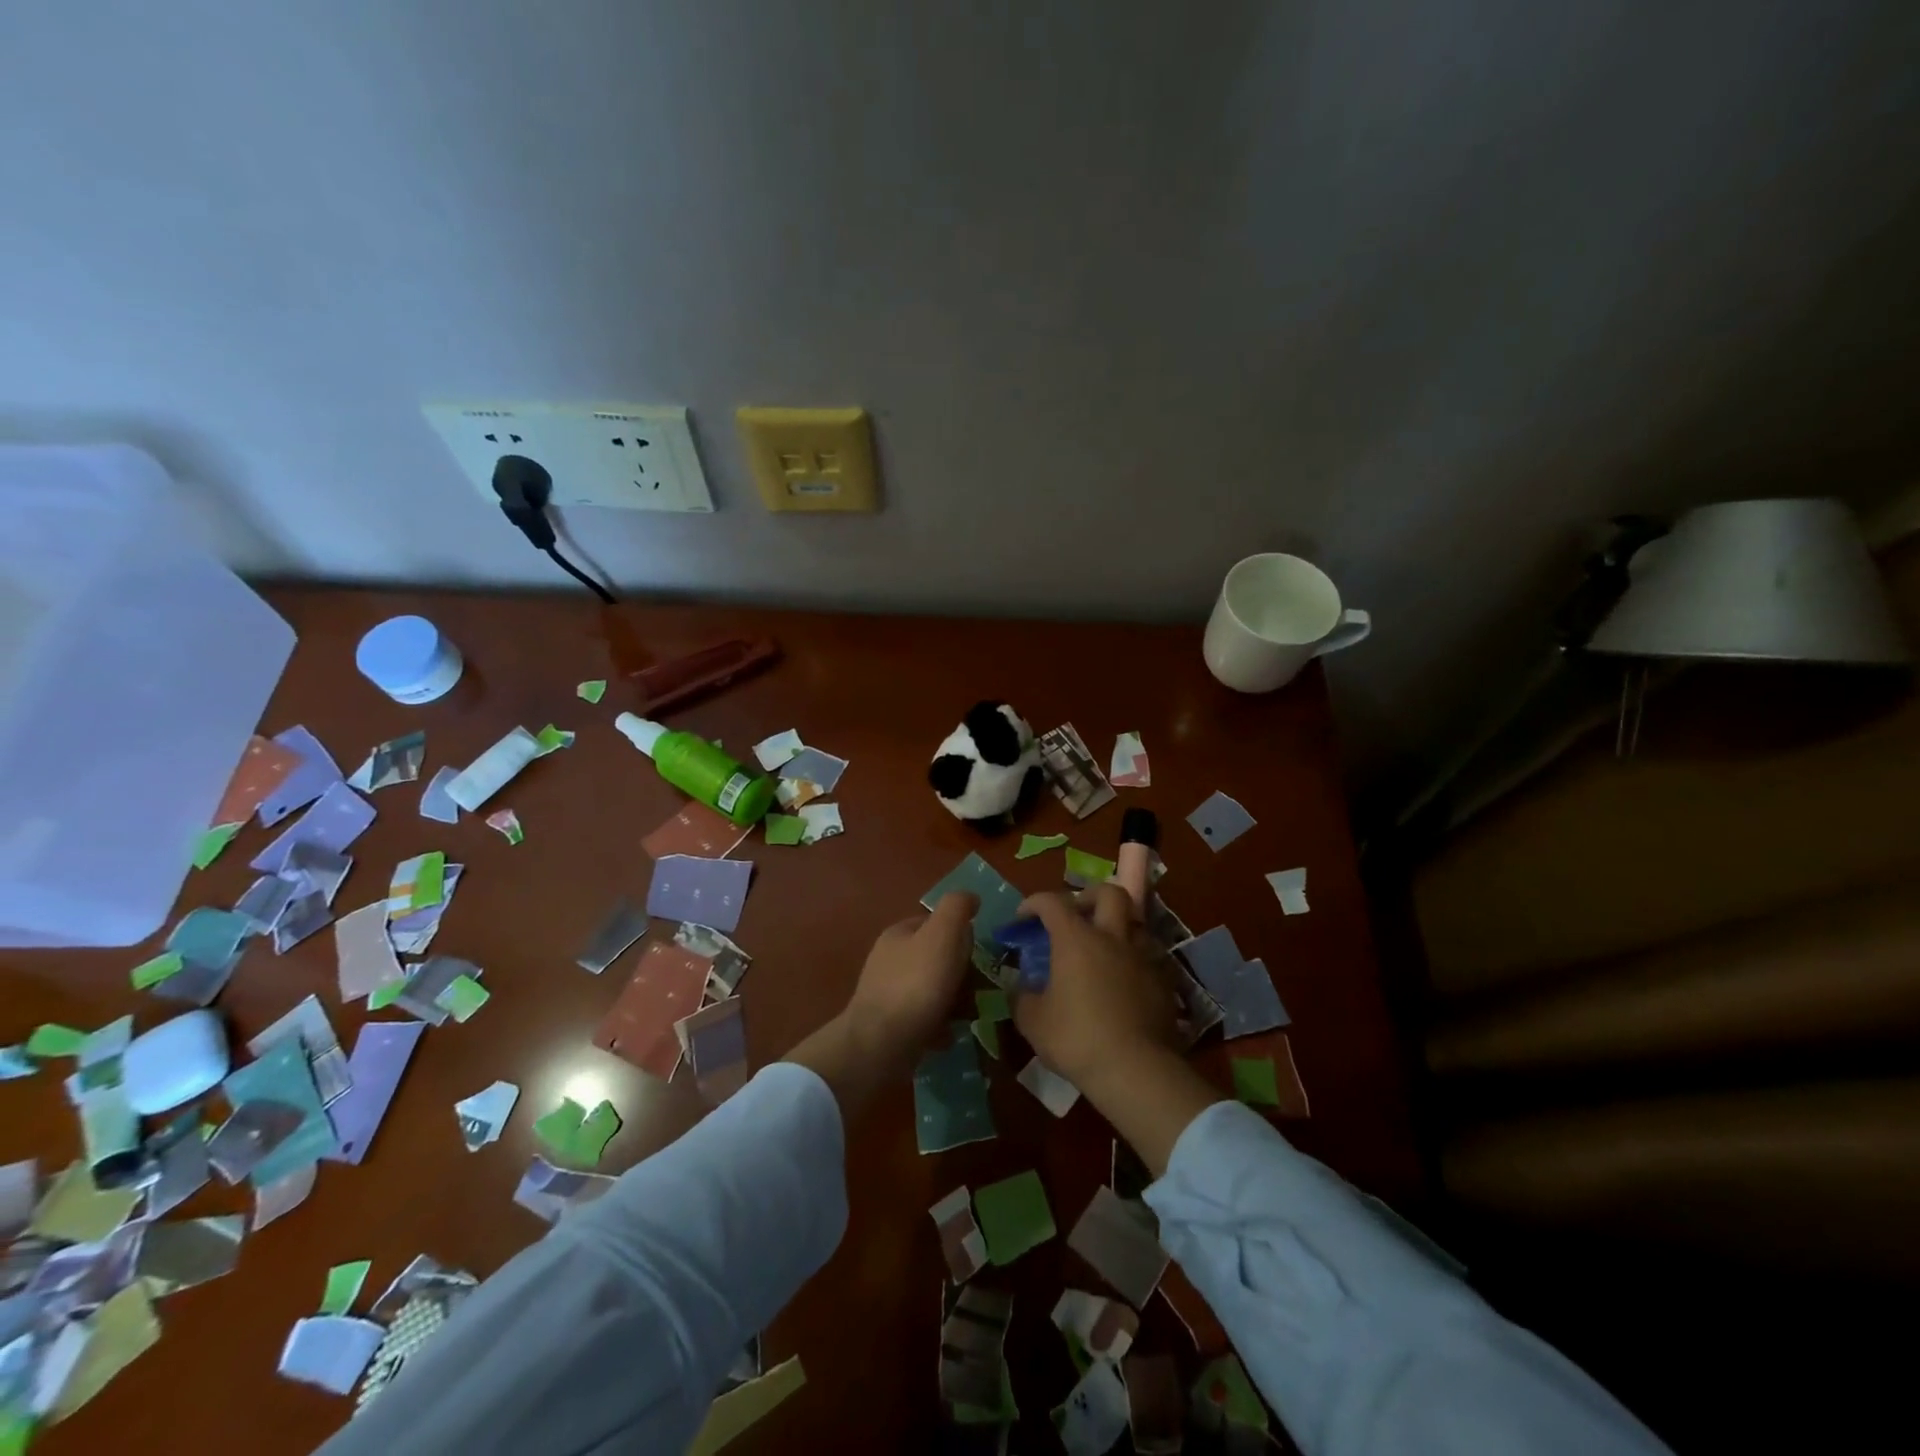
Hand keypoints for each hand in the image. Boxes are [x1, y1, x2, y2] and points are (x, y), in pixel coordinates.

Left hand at [841, 892, 978, 1067]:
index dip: (961, 937)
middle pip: (937, 957)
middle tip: (979, 990)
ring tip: (969, 1015)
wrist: (879, 1045)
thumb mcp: (942, 935)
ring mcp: (887, 992)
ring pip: (932, 989)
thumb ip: (957, 909)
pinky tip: (949, 1035)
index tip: (978, 957)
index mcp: (899, 933)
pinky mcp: (889, 1024)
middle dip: (960, 972)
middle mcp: (889, 958)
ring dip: (954, 1000)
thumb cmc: (915, 985)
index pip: (937, 923)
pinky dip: (939, 1024)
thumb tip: (971, 897)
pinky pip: (924, 1018)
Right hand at [1010, 885, 1180, 1092]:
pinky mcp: (1164, 982)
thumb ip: (1022, 996)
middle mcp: (1112, 938)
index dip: (1034, 902)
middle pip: (1110, 893)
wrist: (1135, 1069)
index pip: (1053, 902)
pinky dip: (1134, 961)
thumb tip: (1019, 986)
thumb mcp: (1033, 1021)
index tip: (1023, 917)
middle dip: (1090, 896)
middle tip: (1077, 914)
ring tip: (1104, 949)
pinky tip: (1125, 982)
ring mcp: (1143, 958)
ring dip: (1118, 927)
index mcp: (1076, 939)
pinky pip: (1150, 958)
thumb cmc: (1076, 1039)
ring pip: (1136, 923)